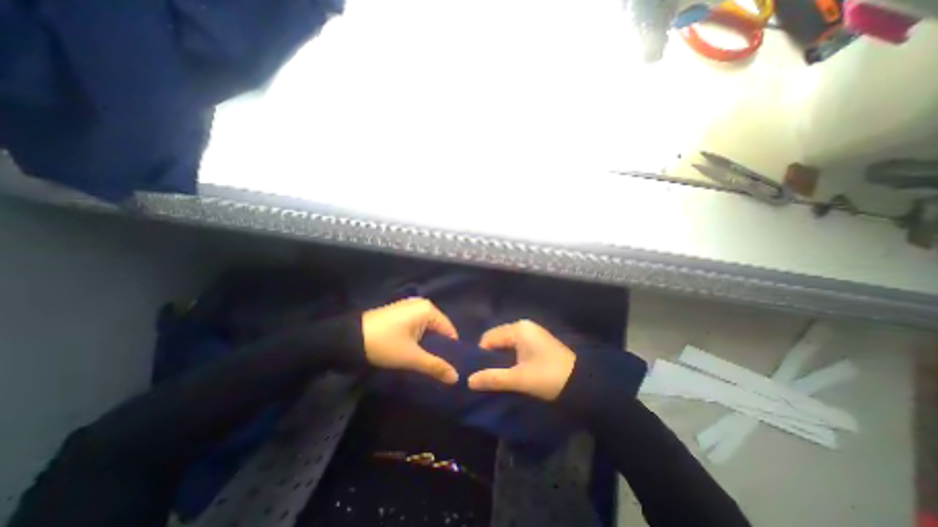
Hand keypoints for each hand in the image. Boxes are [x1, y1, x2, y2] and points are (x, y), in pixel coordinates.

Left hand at [360, 299, 459, 383]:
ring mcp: (409, 307)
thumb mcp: (411, 357)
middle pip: (438, 329)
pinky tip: (415, 351)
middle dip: (439, 347)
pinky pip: (416, 325)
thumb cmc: (384, 344)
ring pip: (427, 328)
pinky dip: (418, 338)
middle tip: (439, 367)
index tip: (451, 367)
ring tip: (428, 362)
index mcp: (428, 309)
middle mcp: (421, 304)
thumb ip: (435, 366)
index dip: (451, 350)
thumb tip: (456, 378)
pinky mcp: (399, 312)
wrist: (348, 339)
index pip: (449, 330)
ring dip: (428, 344)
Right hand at [466, 320, 575, 401]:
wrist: (583, 383)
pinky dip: (511, 357)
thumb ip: (493, 378)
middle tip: (488, 376)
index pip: (488, 338)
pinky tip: (511, 371)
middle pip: (497, 339)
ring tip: (498, 375)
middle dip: (491, 357)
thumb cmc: (549, 377)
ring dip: (501, 358)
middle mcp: (523, 326)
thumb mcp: (519, 379)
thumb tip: (468, 381)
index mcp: (518, 329)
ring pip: (506, 344)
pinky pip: (516, 346)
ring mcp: (532, 332)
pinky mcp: (537, 341)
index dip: (481, 355)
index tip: (480, 373)